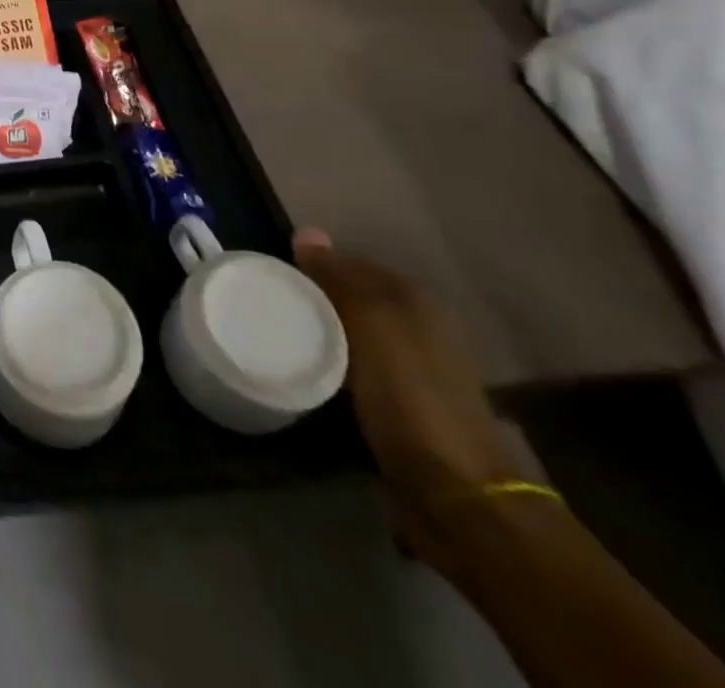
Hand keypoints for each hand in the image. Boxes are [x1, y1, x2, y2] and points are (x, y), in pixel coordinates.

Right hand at [293, 230, 520, 567]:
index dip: (315, 264)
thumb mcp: (372, 324)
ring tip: (278, 331)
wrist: (456, 494)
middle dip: (315, 297)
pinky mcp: (402, 406)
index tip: (272, 272)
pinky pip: (356, 367)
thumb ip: (339, 278)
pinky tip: (306, 368)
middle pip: (354, 298)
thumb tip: (307, 231)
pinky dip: (331, 362)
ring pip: (354, 333)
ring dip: (321, 330)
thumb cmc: (411, 396)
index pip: (354, 264)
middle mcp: (421, 329)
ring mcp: (414, 371)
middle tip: (268, 301)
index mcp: (418, 302)